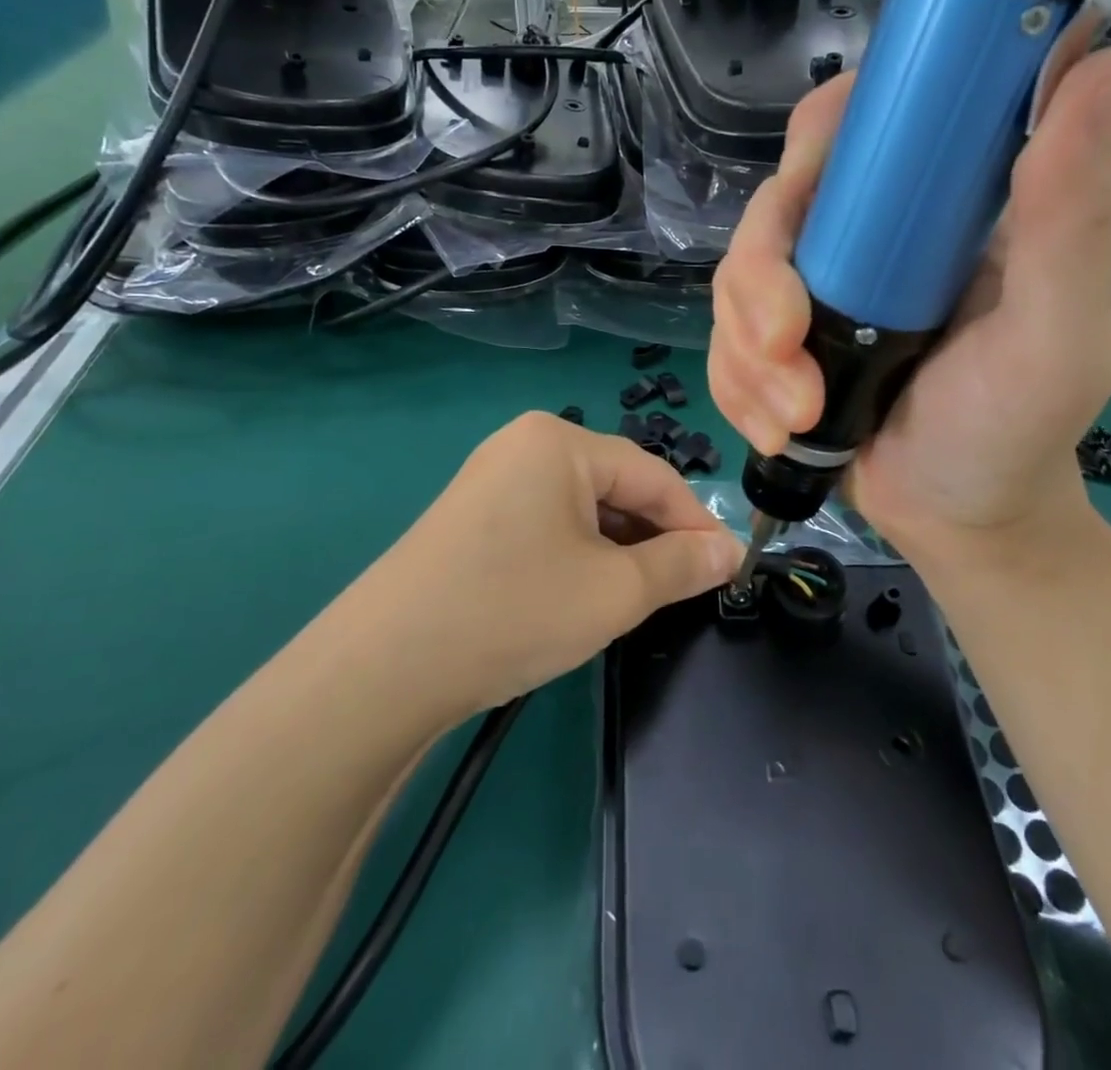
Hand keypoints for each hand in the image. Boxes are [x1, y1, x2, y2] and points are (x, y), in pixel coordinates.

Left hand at [363, 413, 739, 720]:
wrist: (382, 669)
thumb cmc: (513, 611)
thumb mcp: (614, 591)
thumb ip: (681, 565)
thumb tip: (728, 550)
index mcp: (559, 441)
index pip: (651, 474)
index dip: (695, 522)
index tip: (726, 568)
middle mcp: (523, 445)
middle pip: (614, 488)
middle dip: (652, 538)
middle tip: (678, 592)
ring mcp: (491, 479)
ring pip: (580, 509)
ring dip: (615, 551)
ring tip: (631, 599)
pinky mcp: (472, 516)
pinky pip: (546, 524)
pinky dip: (576, 555)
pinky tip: (579, 595)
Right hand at [707, 23, 1110, 564]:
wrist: (957, 522)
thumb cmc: (1017, 428)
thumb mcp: (1058, 330)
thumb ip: (1071, 213)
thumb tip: (1104, 58)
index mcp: (933, 207)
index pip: (859, 126)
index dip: (821, 138)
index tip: (810, 190)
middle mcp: (863, 238)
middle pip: (772, 207)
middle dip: (760, 280)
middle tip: (786, 346)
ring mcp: (812, 293)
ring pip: (733, 280)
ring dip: (747, 354)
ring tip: (795, 416)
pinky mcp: (774, 346)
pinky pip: (721, 343)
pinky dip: (737, 388)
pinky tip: (778, 430)